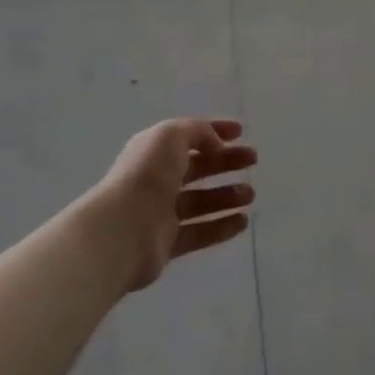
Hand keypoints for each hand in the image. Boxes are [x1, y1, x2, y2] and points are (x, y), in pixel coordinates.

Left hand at [90, 118, 256, 292]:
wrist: (121, 231)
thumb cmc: (146, 175)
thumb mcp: (172, 135)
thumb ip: (198, 132)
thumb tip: (216, 145)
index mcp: (155, 150)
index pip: (190, 136)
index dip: (215, 131)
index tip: (241, 132)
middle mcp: (158, 179)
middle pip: (198, 168)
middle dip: (226, 162)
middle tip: (253, 160)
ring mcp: (162, 213)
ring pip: (201, 201)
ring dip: (227, 195)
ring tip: (251, 194)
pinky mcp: (167, 244)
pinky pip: (199, 233)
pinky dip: (221, 227)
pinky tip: (243, 222)